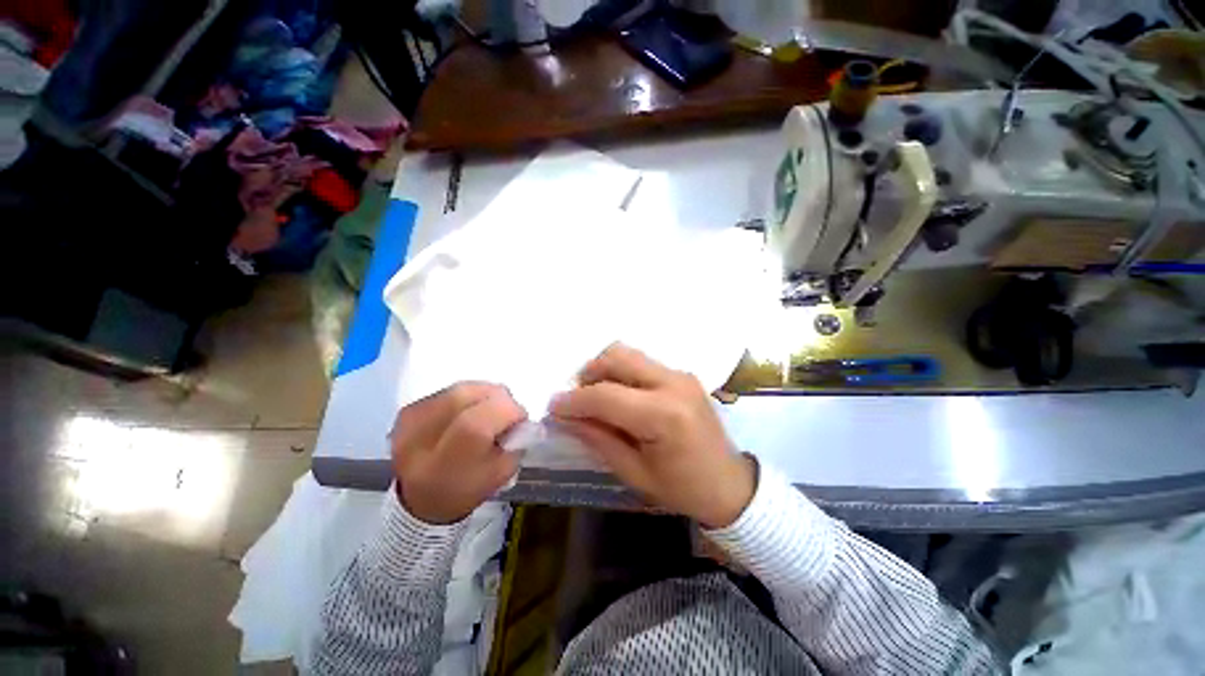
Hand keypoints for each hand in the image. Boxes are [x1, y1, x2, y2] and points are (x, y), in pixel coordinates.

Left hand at [390, 382, 526, 524]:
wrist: (418, 499)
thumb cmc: (466, 490)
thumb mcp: (500, 474)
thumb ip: (516, 443)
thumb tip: (523, 419)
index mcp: (445, 464)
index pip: (479, 421)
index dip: (509, 412)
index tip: (520, 420)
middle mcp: (421, 438)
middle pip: (468, 395)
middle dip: (499, 398)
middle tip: (506, 413)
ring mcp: (411, 420)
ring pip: (461, 388)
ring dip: (484, 395)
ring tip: (487, 412)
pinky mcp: (408, 410)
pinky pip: (450, 390)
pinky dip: (468, 396)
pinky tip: (469, 412)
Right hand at [549, 343, 755, 528]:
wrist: (731, 484)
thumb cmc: (683, 489)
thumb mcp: (634, 473)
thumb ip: (598, 439)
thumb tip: (565, 417)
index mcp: (663, 415)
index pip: (606, 395)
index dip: (574, 400)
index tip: (553, 407)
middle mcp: (673, 383)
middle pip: (618, 357)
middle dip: (588, 373)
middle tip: (576, 398)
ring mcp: (681, 374)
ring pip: (629, 354)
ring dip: (605, 370)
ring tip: (596, 397)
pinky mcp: (683, 374)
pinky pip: (642, 363)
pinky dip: (622, 373)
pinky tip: (620, 396)